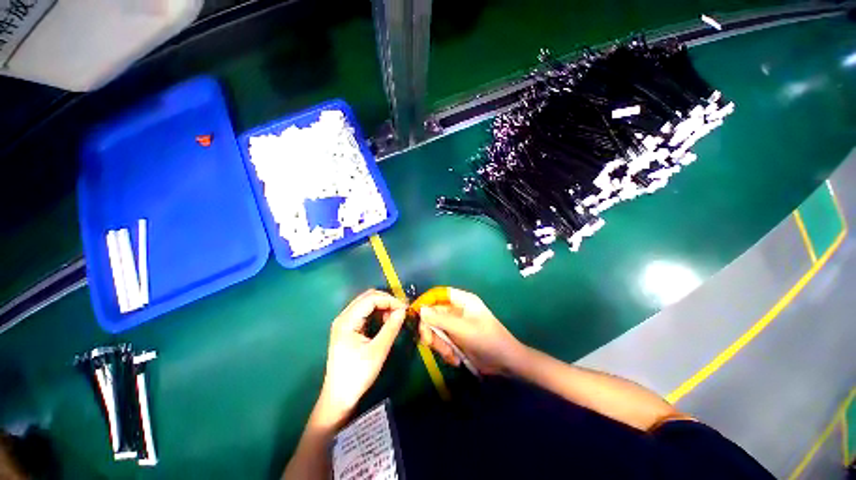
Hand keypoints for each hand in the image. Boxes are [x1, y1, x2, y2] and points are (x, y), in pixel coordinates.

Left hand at [317, 290, 406, 422]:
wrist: (338, 398)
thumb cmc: (357, 375)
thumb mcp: (378, 351)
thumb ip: (391, 327)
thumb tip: (403, 310)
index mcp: (347, 321)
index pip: (371, 299)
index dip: (390, 300)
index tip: (405, 308)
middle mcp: (344, 317)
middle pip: (368, 297)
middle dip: (386, 301)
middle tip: (401, 311)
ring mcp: (345, 322)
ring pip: (367, 303)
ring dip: (382, 306)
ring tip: (394, 318)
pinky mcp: (348, 328)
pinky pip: (365, 312)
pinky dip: (377, 313)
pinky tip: (385, 322)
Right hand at [416, 287, 524, 374]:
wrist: (505, 363)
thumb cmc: (486, 339)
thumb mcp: (462, 329)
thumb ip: (440, 319)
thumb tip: (421, 310)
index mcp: (462, 301)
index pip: (438, 294)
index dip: (426, 301)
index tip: (414, 313)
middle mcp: (457, 310)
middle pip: (433, 314)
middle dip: (431, 330)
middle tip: (428, 342)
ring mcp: (456, 325)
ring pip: (436, 330)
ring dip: (439, 344)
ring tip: (450, 355)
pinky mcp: (456, 339)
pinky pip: (442, 341)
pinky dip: (446, 351)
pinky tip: (456, 359)